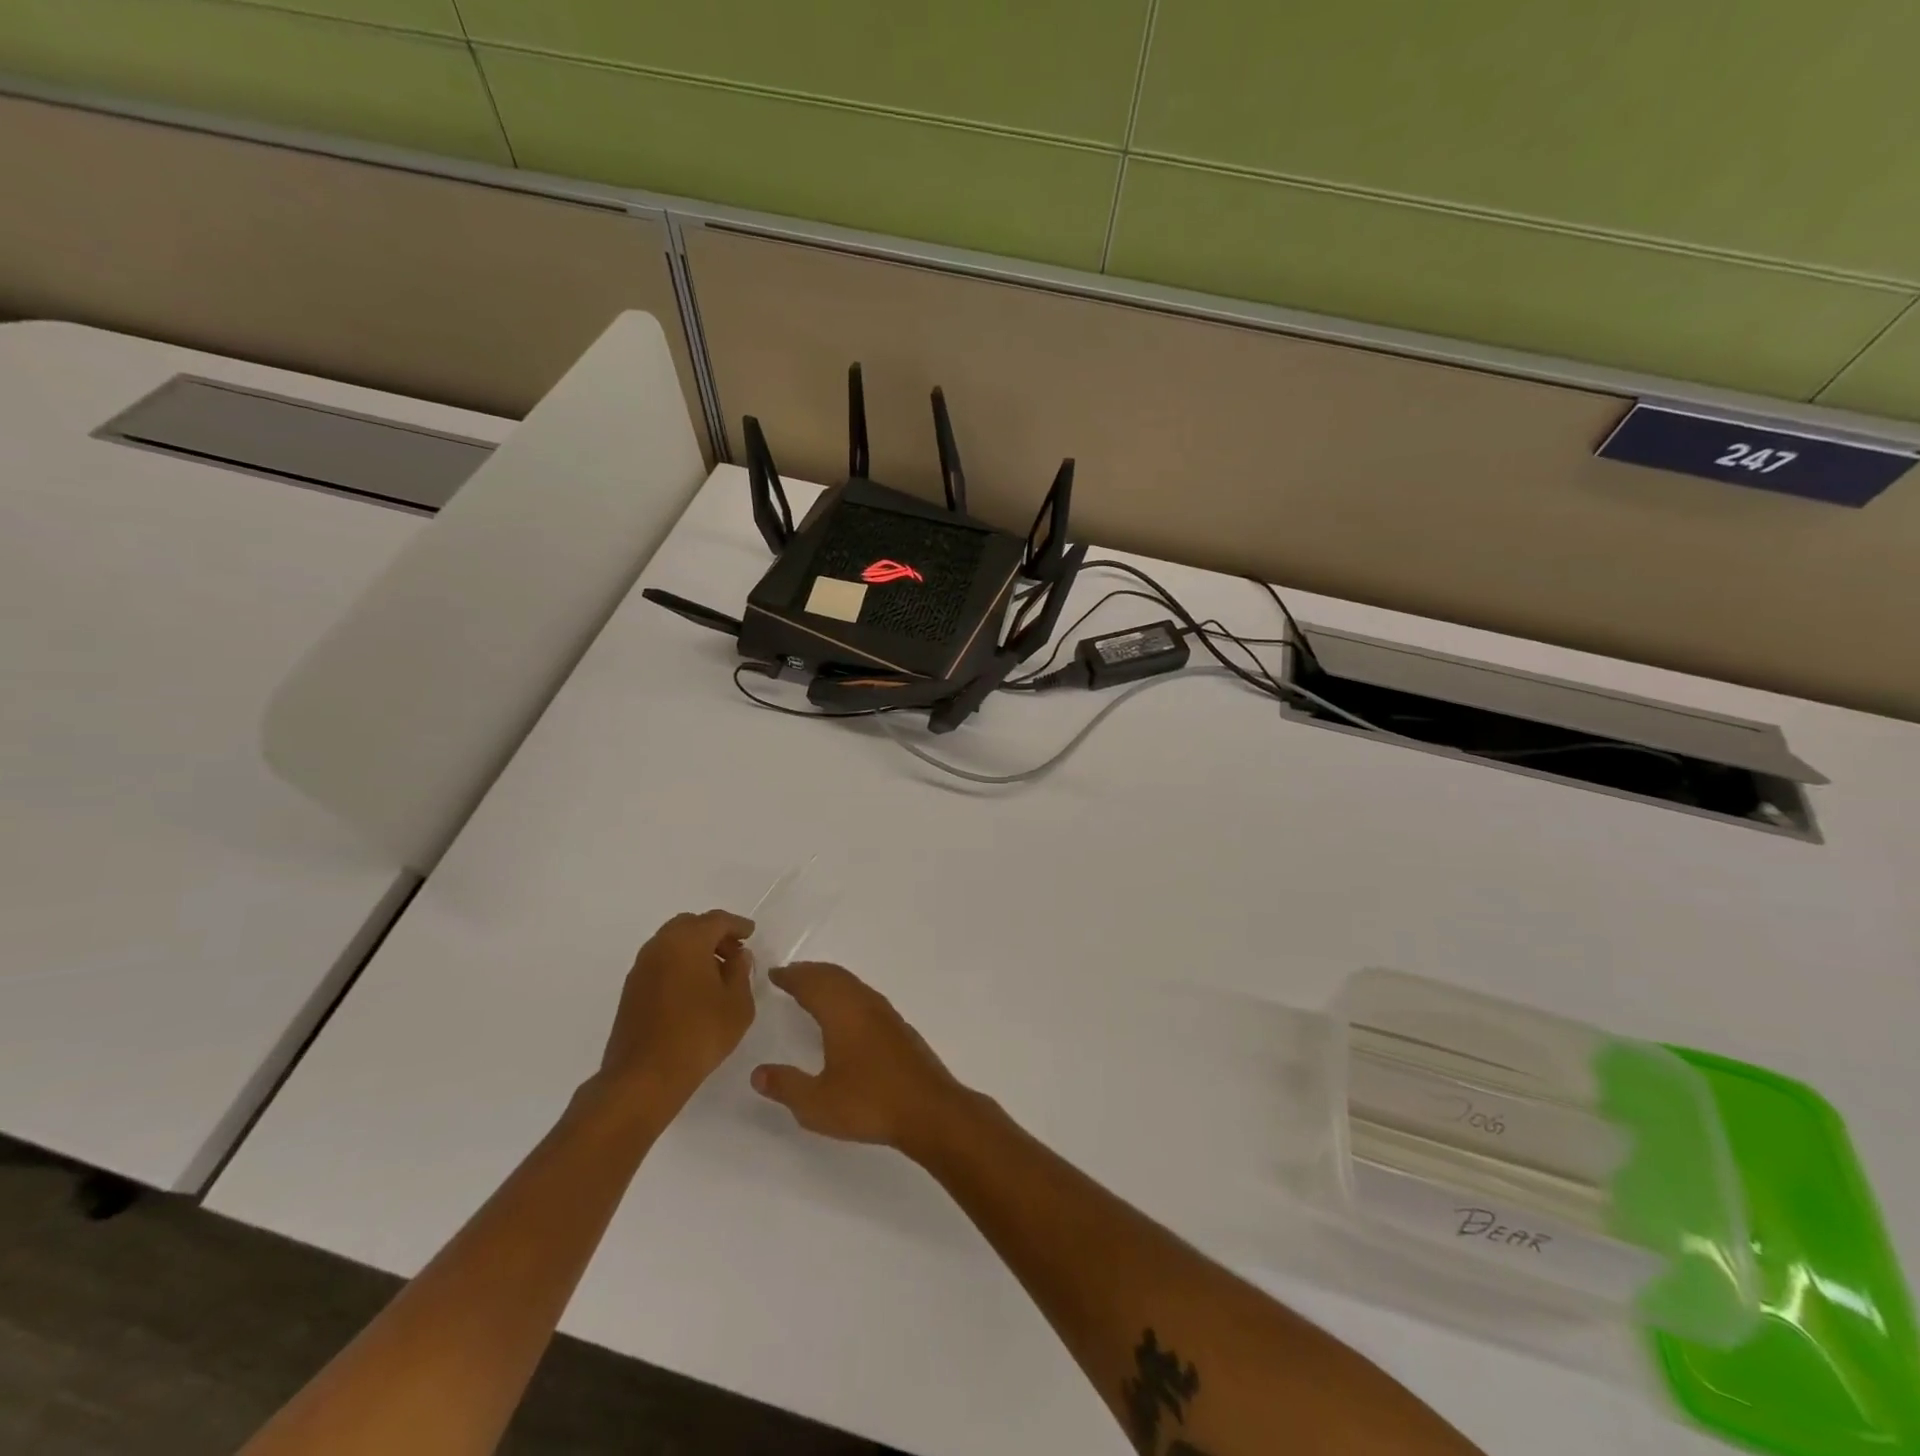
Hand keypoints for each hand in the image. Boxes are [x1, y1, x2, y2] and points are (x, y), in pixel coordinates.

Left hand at [596, 909, 755, 1110]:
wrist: (644, 1077)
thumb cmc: (699, 1034)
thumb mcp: (738, 1004)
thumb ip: (741, 972)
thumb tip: (737, 956)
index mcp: (687, 941)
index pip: (717, 920)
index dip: (737, 925)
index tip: (751, 934)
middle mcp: (660, 946)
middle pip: (690, 925)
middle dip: (714, 933)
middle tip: (734, 952)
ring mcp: (641, 968)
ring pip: (672, 943)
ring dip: (695, 949)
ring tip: (716, 973)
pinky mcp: (631, 990)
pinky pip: (661, 962)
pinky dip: (679, 964)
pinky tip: (694, 989)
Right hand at [750, 962, 970, 1155]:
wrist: (929, 1109)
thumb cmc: (869, 1103)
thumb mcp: (817, 1103)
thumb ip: (786, 1086)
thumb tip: (758, 1073)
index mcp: (842, 1013)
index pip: (812, 984)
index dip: (791, 976)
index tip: (774, 973)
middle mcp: (864, 1004)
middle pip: (834, 976)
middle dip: (810, 972)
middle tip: (790, 975)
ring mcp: (885, 1013)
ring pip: (852, 984)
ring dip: (830, 980)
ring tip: (813, 988)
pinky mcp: (899, 1027)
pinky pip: (865, 995)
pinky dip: (846, 992)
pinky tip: (846, 1012)